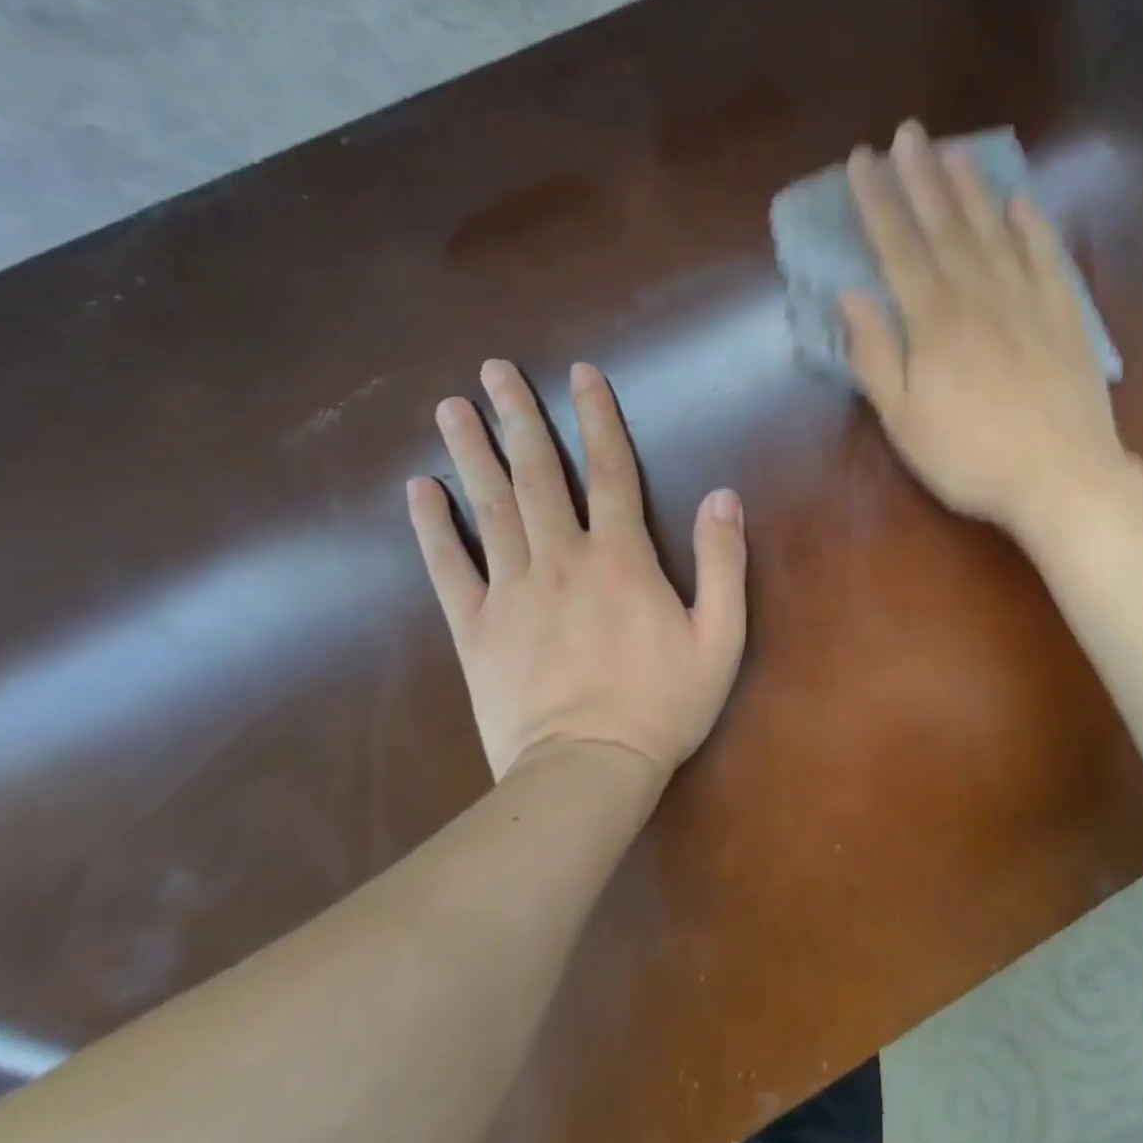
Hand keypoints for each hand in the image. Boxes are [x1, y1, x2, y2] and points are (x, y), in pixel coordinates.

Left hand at [407, 361, 747, 782]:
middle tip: (493, 370)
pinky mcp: (475, 628)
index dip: (596, 417)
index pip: (609, 469)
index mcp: (621, 557)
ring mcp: (511, 591)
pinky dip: (431, 527)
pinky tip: (418, 490)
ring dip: (471, 453)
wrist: (587, 773)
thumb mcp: (720, 635)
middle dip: (518, 416)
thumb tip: (723, 495)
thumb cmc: (663, 704)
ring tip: (451, 407)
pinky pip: (448, 568)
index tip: (580, 373)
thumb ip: (723, 561)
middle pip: (537, 474)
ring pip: (489, 508)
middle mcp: (562, 559)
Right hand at [841, 121, 1128, 536]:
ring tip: (955, 150)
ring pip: (994, 231)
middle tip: (907, 132)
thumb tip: (850, 295)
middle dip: (921, 176)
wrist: (1062, 478)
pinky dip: (1033, 226)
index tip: (861, 160)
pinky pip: (1047, 257)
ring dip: (972, 188)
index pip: (898, 247)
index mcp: (934, 321)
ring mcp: (1027, 300)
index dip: (877, 202)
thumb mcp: (904, 420)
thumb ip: (875, 355)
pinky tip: (1021, 202)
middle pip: (945, 225)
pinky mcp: (1064, 315)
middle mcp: (979, 295)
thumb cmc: (971, 456)